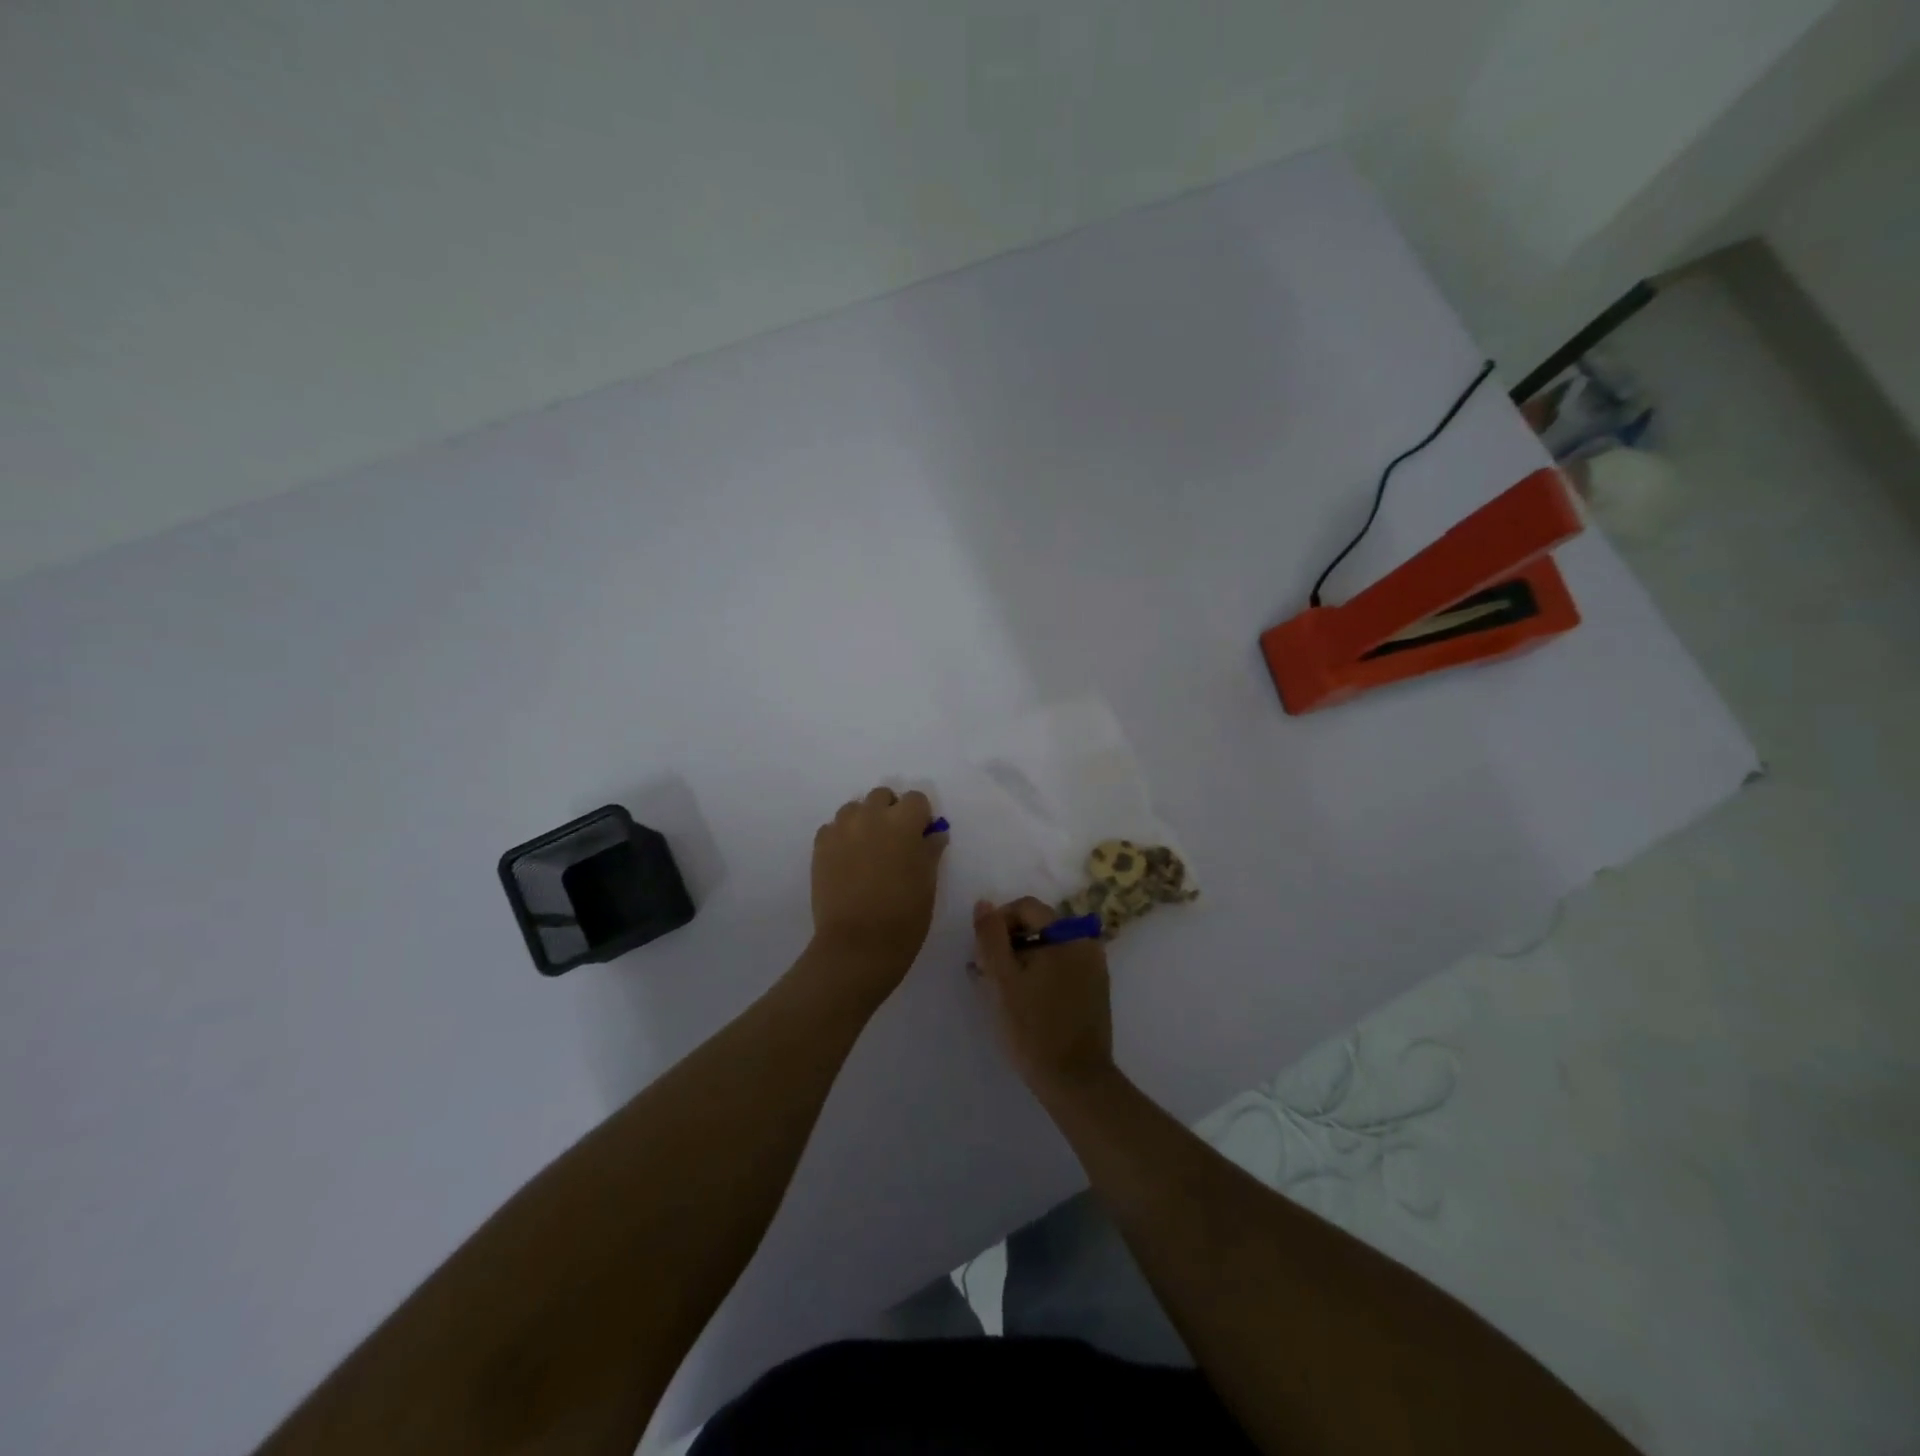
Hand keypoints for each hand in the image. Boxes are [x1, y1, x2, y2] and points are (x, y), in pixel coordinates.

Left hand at [808, 787, 946, 1001]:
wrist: (857, 945)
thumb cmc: (904, 916)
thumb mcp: (928, 882)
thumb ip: (930, 850)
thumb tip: (933, 833)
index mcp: (903, 823)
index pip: (916, 799)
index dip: (920, 817)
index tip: (920, 837)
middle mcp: (871, 816)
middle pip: (882, 796)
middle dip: (890, 812)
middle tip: (894, 842)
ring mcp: (841, 829)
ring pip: (855, 809)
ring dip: (864, 821)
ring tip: (867, 850)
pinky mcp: (820, 846)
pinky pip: (833, 828)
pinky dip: (842, 837)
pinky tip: (847, 862)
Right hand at [972, 898, 1115, 1100]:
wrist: (1076, 1081)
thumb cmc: (1034, 1028)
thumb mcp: (1001, 979)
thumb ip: (990, 936)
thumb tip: (984, 903)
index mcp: (1068, 934)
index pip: (1026, 907)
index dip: (998, 922)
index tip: (981, 951)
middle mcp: (1087, 943)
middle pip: (1038, 927)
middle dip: (1008, 944)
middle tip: (986, 973)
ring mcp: (1094, 968)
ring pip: (1048, 949)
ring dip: (1021, 961)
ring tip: (999, 991)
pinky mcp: (1095, 990)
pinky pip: (1061, 968)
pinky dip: (1039, 975)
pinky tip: (1022, 1002)